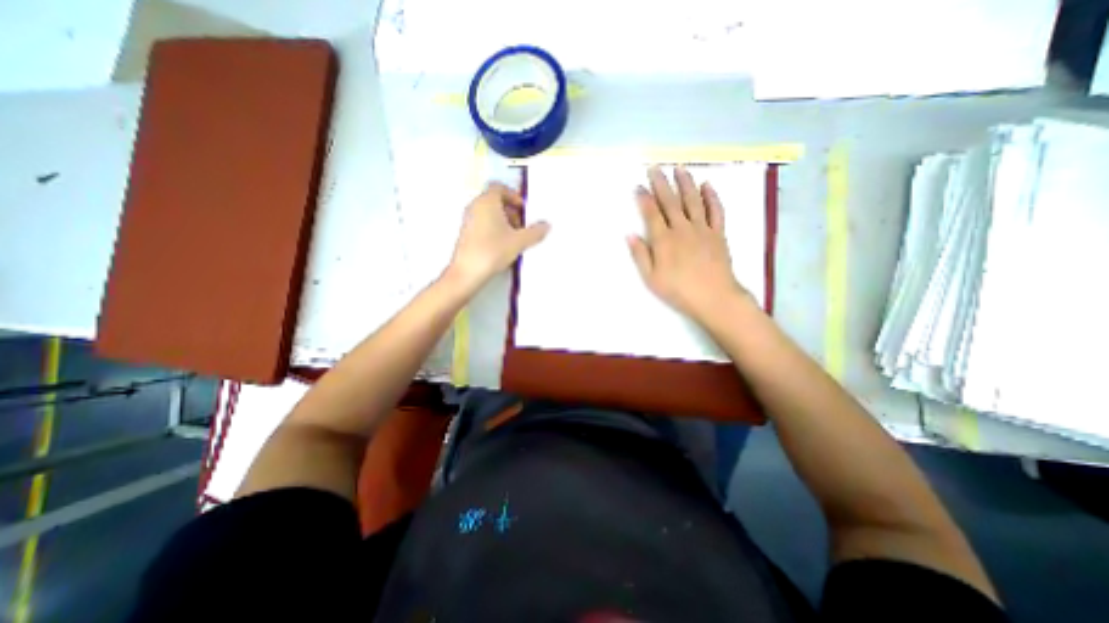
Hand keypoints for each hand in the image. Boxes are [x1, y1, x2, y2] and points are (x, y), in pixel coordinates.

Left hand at [443, 183, 543, 293]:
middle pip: (495, 201)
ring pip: (489, 214)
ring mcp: (468, 220)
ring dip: (504, 222)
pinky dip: (495, 230)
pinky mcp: (466, 234)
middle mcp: (475, 206)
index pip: (500, 187)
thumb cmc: (493, 250)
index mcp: (487, 201)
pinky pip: (483, 224)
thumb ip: (535, 232)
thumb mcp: (519, 241)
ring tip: (515, 239)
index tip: (524, 211)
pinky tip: (503, 247)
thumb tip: (546, 225)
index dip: (514, 196)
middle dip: (511, 211)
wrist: (467, 273)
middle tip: (522, 227)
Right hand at [628, 166, 749, 320]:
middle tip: (655, 167)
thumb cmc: (678, 291)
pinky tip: (707, 185)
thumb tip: (630, 235)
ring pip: (692, 200)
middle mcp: (682, 229)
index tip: (638, 185)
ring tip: (679, 168)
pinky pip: (716, 210)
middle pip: (670, 201)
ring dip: (685, 183)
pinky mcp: (718, 233)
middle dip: (661, 183)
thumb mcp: (651, 278)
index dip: (644, 198)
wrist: (714, 298)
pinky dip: (711, 196)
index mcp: (664, 240)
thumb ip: (641, 255)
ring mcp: (702, 229)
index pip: (651, 213)